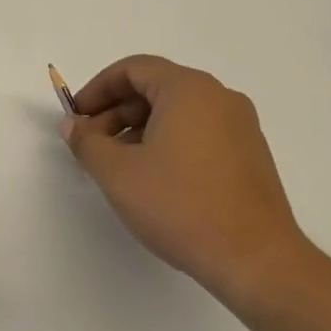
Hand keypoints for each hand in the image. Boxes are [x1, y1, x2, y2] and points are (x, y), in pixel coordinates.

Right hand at [63, 55, 307, 313]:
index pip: (133, 69)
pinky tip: (153, 178)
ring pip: (177, 112)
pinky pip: (198, 132)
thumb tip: (74, 125)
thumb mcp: (118, 173)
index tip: (77, 117)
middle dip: (116, 112)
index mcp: (189, 89)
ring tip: (117, 165)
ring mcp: (241, 127)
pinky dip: (168, 142)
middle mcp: (219, 98)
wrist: (256, 261)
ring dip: (139, 129)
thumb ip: (87, 142)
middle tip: (91, 144)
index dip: (97, 89)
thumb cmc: (181, 206)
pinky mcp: (250, 156)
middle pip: (155, 88)